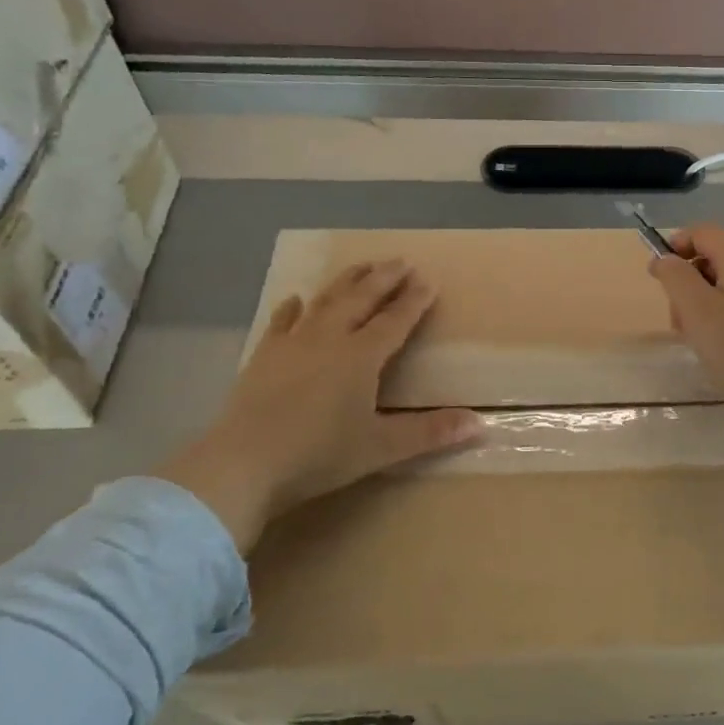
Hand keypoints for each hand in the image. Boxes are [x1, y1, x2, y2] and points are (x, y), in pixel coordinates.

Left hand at [160, 260, 482, 552]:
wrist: (243, 464)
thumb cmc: (318, 455)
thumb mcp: (380, 447)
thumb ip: (430, 433)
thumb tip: (480, 423)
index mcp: (361, 356)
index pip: (395, 320)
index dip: (414, 300)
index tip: (429, 280)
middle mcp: (330, 339)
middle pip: (362, 299)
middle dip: (384, 278)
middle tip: (401, 261)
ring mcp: (293, 344)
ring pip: (326, 301)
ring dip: (346, 282)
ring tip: (362, 266)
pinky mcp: (264, 356)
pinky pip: (282, 322)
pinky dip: (293, 308)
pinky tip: (296, 300)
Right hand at [648, 225, 723, 465]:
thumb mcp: (695, 308)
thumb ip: (674, 276)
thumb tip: (665, 259)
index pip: (700, 232)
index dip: (674, 248)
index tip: (658, 279)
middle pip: (713, 259)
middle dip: (687, 284)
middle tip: (679, 320)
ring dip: (703, 306)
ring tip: (699, 340)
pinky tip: (723, 348)